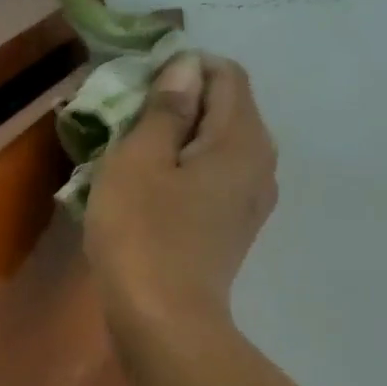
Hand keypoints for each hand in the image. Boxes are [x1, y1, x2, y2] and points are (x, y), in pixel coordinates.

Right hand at [84, 54, 277, 336]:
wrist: (163, 320)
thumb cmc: (142, 233)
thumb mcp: (139, 160)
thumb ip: (165, 108)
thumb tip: (187, 66)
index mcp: (242, 139)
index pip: (226, 74)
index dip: (183, 68)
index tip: (137, 87)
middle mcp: (260, 162)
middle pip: (225, 107)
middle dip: (178, 101)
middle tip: (126, 119)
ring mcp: (251, 198)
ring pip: (217, 143)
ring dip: (177, 136)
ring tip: (131, 153)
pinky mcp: (234, 225)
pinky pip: (213, 175)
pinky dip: (184, 167)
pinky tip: (149, 189)